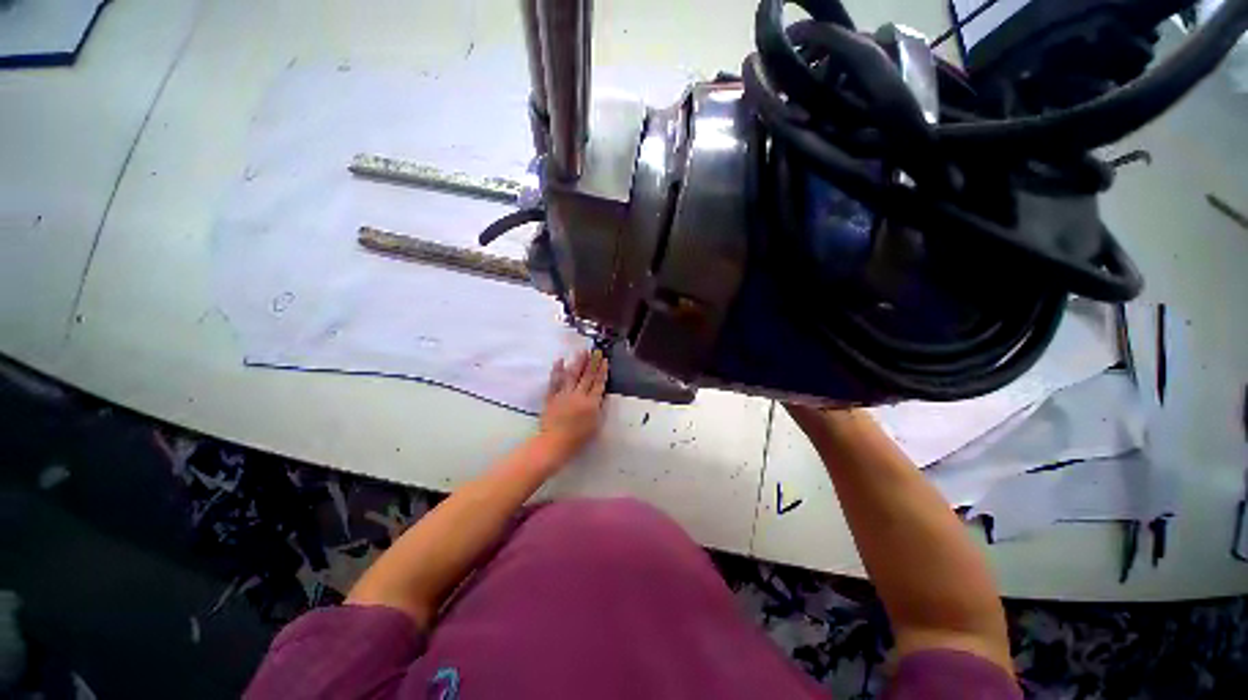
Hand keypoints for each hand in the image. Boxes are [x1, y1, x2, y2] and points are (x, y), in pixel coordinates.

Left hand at [538, 349, 608, 460]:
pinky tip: (560, 360)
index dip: (602, 371)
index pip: (598, 383)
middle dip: (592, 362)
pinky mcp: (551, 397)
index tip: (604, 360)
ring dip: (578, 362)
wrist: (554, 443)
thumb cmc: (578, 439)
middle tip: (596, 350)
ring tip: (582, 351)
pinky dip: (557, 370)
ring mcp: (564, 394)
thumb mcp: (595, 425)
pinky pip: (555, 381)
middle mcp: (579, 395)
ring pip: (572, 375)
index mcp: (591, 403)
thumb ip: (599, 408)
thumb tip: (602, 395)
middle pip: (587, 376)